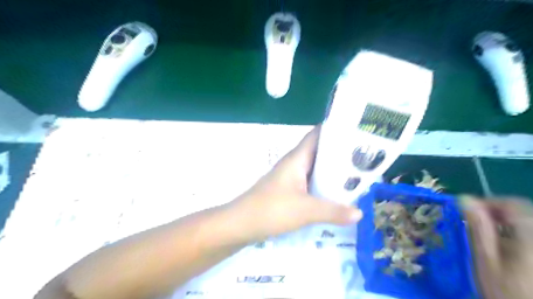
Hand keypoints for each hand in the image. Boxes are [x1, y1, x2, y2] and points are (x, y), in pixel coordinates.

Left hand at [230, 125, 361, 241]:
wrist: (241, 224)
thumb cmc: (271, 209)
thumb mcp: (305, 210)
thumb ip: (333, 211)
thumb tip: (360, 212)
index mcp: (297, 158)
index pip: (317, 135)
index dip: (336, 129)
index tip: (358, 130)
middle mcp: (294, 164)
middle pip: (320, 152)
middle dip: (341, 153)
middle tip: (366, 156)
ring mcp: (291, 177)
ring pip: (316, 168)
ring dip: (334, 171)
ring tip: (359, 174)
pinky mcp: (289, 190)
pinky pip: (311, 183)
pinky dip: (324, 185)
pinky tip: (338, 194)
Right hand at [461, 197, 532, 298]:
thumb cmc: (506, 292)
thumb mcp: (486, 260)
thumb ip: (478, 228)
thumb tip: (464, 199)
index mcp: (531, 235)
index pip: (513, 204)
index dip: (488, 202)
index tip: (467, 211)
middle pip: (523, 213)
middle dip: (497, 214)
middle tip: (475, 224)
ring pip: (527, 224)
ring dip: (506, 225)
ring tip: (488, 238)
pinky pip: (529, 236)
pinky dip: (517, 236)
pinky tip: (507, 251)